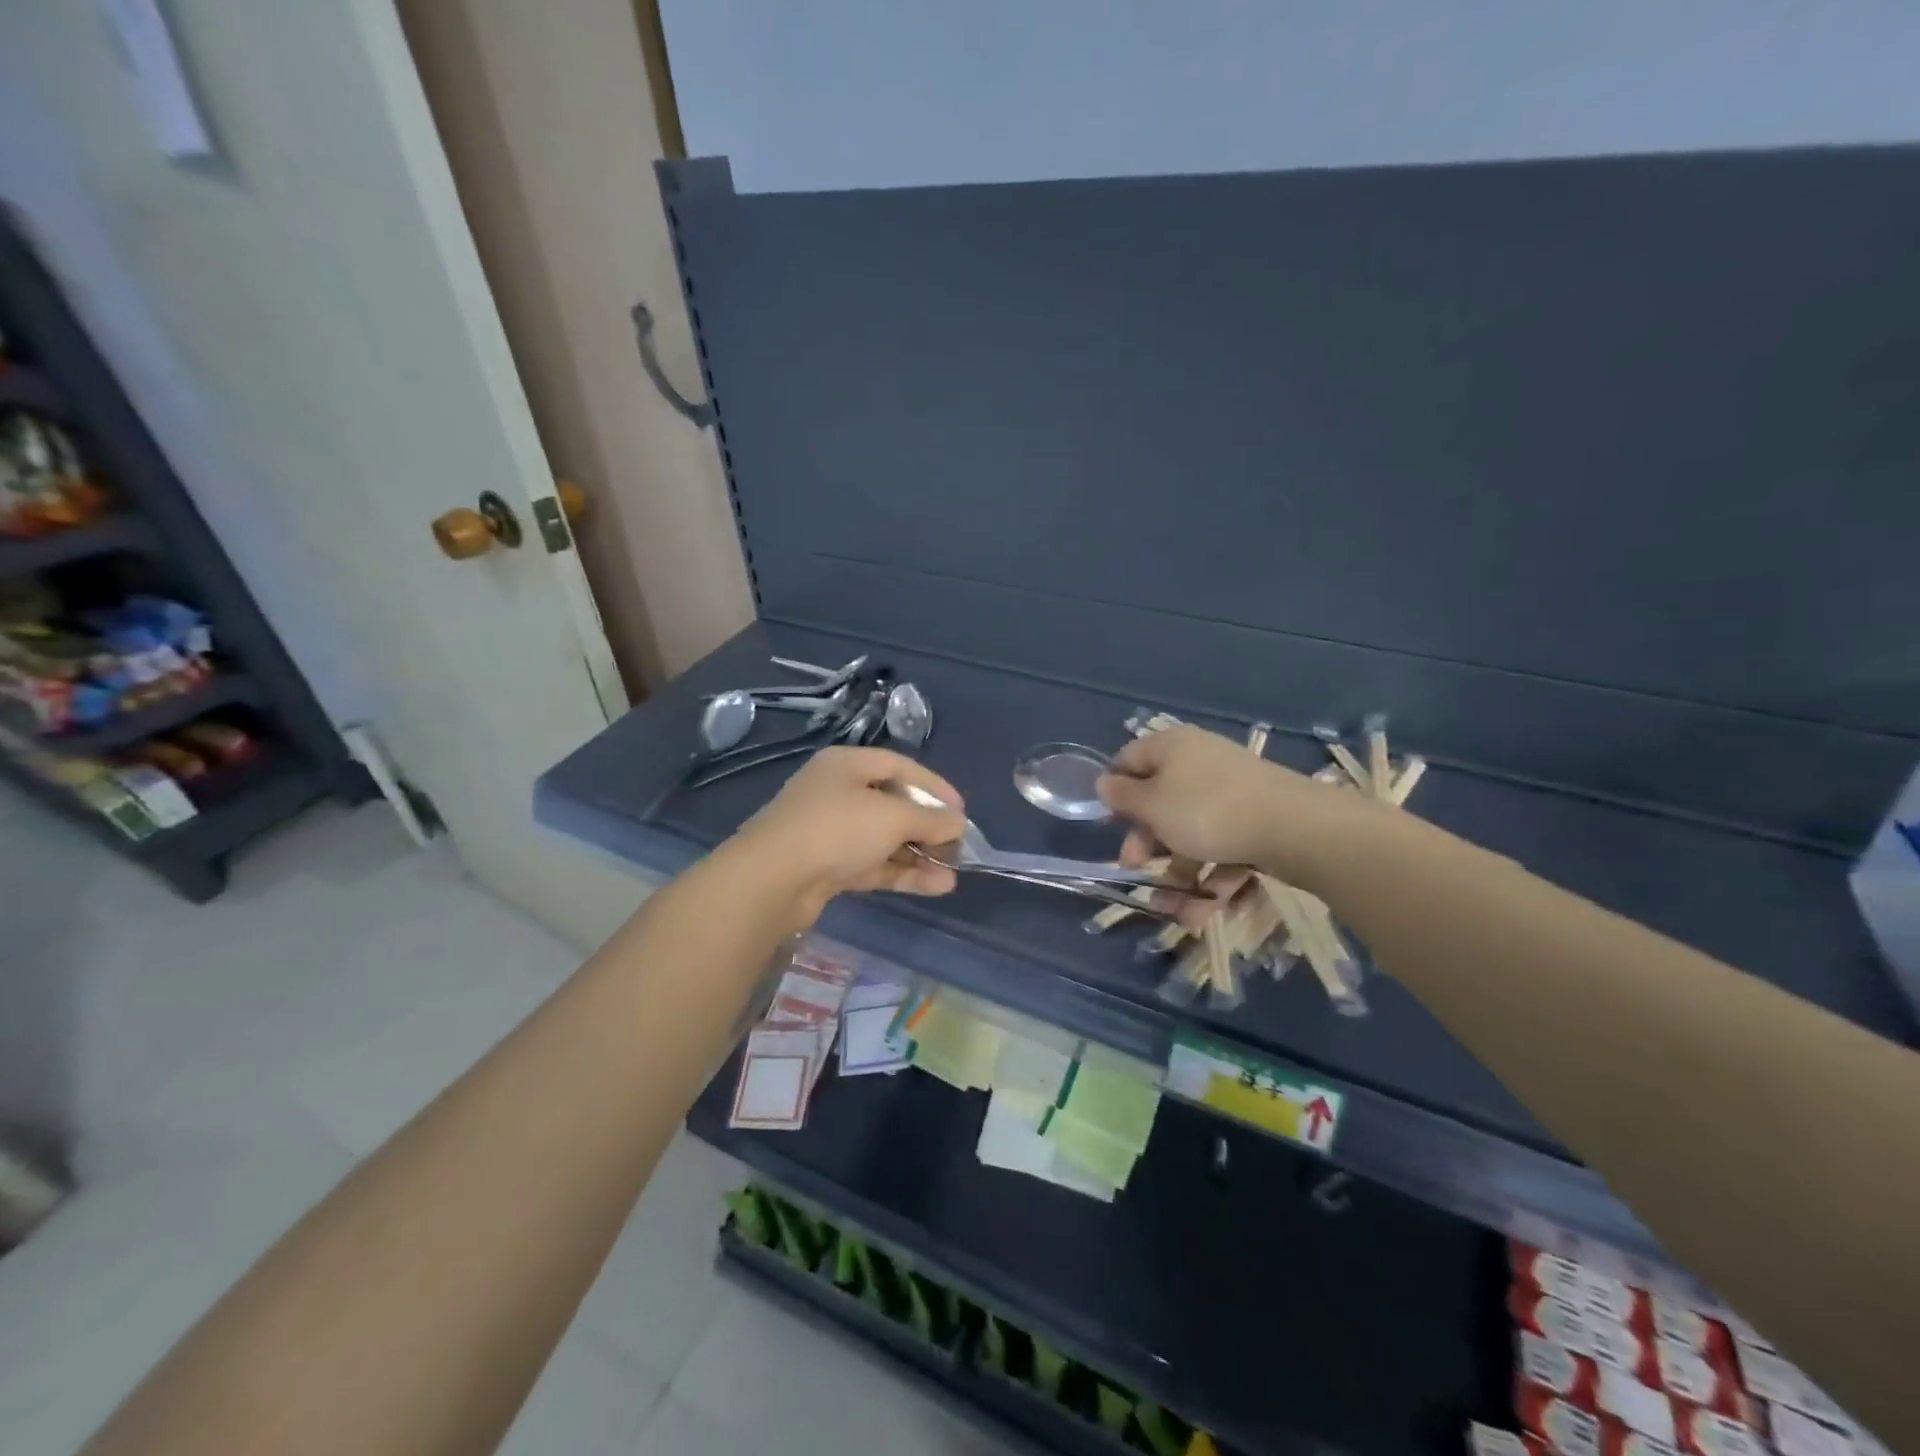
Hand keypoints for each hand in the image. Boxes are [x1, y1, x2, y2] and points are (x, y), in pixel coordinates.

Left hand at [729, 746, 967, 925]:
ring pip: (884, 838)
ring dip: (919, 854)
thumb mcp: (891, 817)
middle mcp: (837, 792)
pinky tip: (936, 886)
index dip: (934, 787)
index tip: (962, 810)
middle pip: (893, 803)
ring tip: (954, 872)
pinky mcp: (828, 867)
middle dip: (928, 825)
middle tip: (959, 844)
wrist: (771, 882)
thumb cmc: (835, 830)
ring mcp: (830, 831)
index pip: (900, 767)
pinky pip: (874, 864)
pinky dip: (903, 872)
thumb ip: (930, 819)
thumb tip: (959, 823)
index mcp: (847, 764)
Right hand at [1096, 724, 1356, 884]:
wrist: (1296, 829)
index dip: (1115, 793)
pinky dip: (1216, 874)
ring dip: (1180, 873)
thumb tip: (1104, 782)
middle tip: (1137, 869)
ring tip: (1181, 909)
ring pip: (1192, 833)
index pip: (1128, 761)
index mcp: (1171, 748)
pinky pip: (1224, 846)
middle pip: (1160, 803)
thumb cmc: (1207, 811)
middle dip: (1147, 844)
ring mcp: (1231, 792)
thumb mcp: (1152, 806)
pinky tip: (1214, 904)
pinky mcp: (1256, 820)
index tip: (1112, 825)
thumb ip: (1122, 796)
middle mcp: (1199, 763)